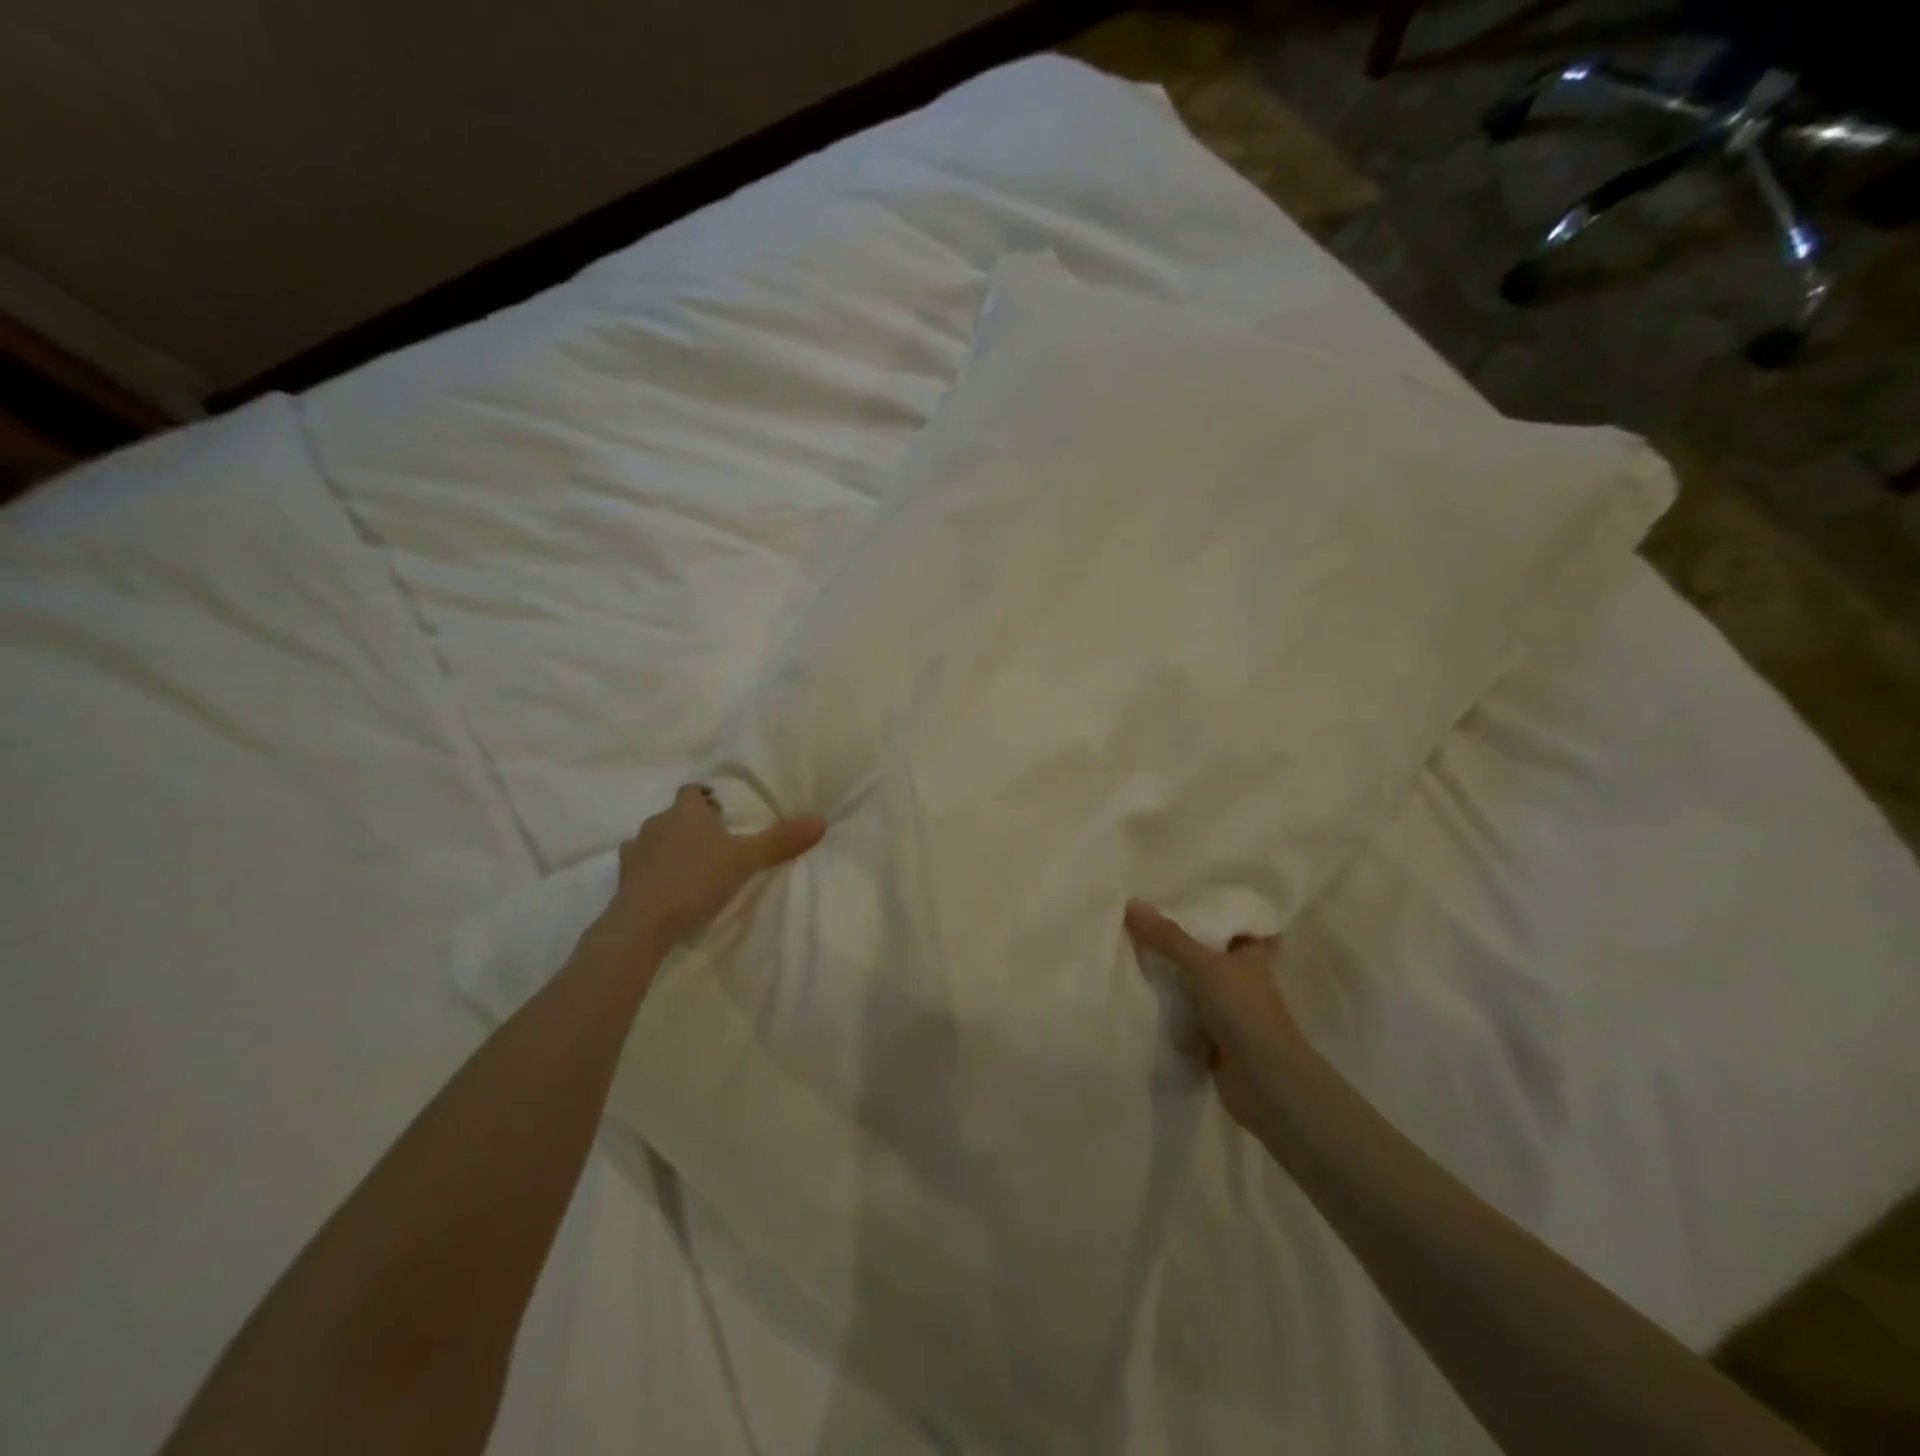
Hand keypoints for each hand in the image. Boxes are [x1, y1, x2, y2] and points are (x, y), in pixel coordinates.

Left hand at [604, 784, 824, 948]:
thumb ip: (781, 840)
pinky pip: (639, 863)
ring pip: (657, 837)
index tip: (724, 814)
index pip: (695, 791)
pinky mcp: (623, 876)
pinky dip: (652, 869)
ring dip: (671, 846)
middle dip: (693, 824)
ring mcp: (636, 848)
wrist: (644, 921)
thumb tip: (821, 820)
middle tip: (717, 844)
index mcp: (687, 811)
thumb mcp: (746, 859)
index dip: (708, 799)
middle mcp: (658, 821)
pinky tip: (664, 884)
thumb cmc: (697, 879)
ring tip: (692, 866)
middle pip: (676, 814)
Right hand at [1125, 899, 1308, 1132]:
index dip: (1222, 911)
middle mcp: (1244, 979)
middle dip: (1183, 941)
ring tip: (1131, 950)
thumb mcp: (1203, 966)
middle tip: (1145, 919)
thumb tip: (1131, 903)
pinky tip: (1138, 994)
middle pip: (1210, 952)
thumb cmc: (1244, 1012)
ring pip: (1195, 984)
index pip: (1242, 924)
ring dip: (1172, 976)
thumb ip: (1168, 938)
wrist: (1265, 1084)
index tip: (1190, 895)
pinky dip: (1167, 1009)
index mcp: (1254, 955)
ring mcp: (1230, 1011)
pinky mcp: (1214, 1038)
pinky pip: (1184, 1015)